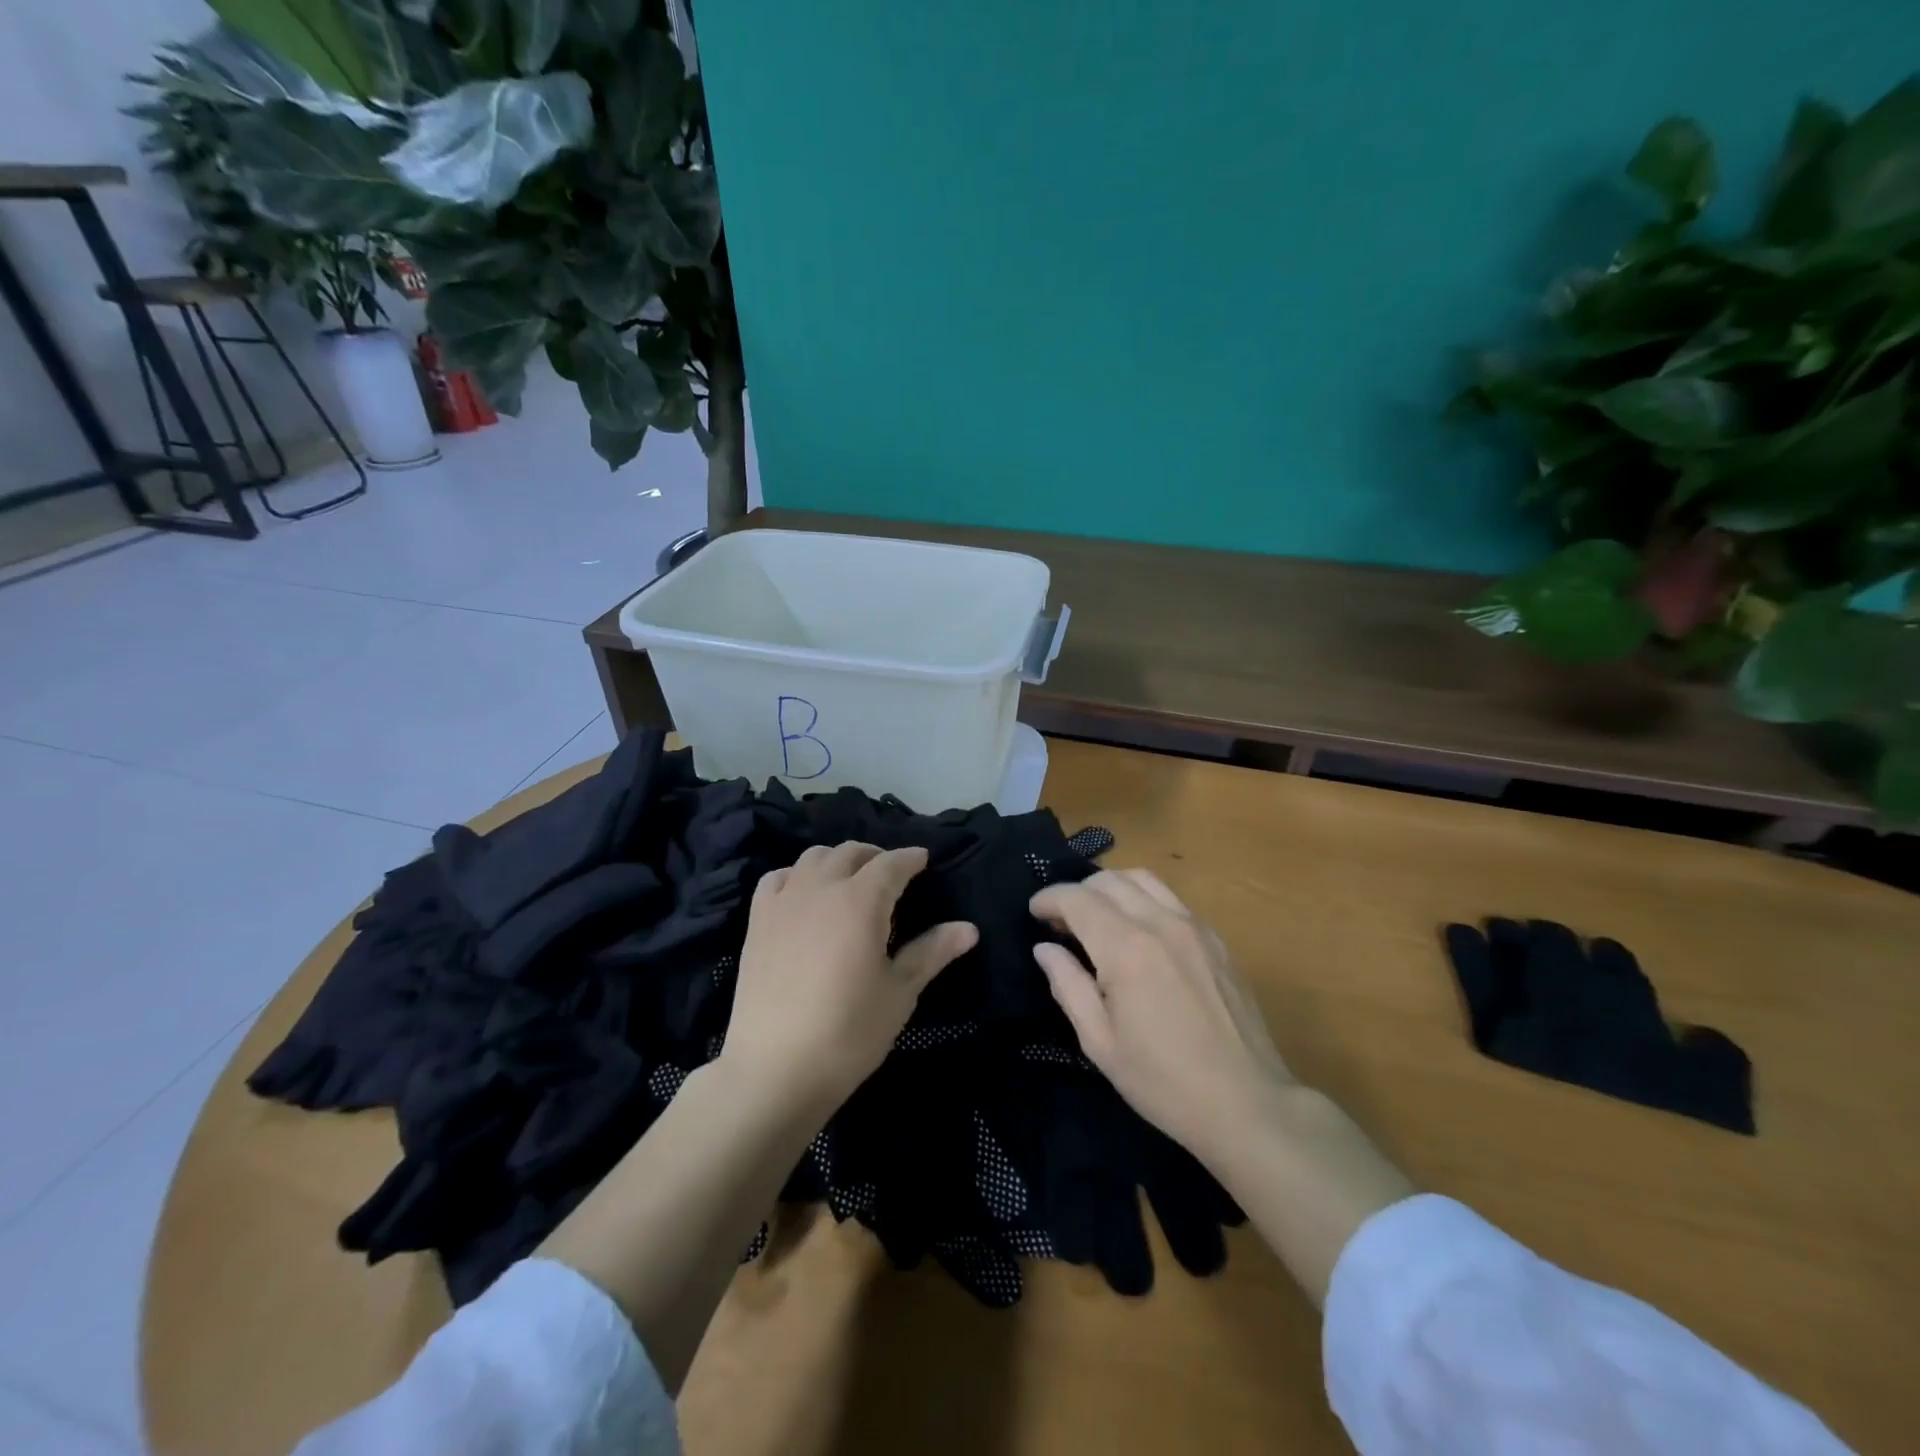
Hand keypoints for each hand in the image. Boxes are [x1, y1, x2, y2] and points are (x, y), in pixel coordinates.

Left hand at [722, 843, 976, 1112]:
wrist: (775, 1069)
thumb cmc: (849, 1032)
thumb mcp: (899, 992)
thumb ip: (932, 952)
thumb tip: (969, 928)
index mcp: (861, 901)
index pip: (892, 864)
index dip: (910, 858)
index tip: (923, 860)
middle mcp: (821, 888)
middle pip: (851, 853)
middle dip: (876, 856)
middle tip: (891, 873)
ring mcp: (784, 902)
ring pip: (813, 858)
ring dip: (837, 860)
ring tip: (850, 879)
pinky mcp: (757, 921)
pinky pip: (776, 879)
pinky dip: (796, 876)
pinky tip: (803, 894)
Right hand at [1030, 869, 1292, 1161]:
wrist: (1247, 1104)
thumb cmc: (1163, 1081)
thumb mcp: (1099, 1042)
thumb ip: (1067, 986)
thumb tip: (1045, 949)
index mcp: (1126, 949)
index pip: (1077, 899)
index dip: (1049, 899)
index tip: (1034, 913)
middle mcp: (1160, 923)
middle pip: (1109, 880)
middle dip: (1077, 892)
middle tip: (1062, 922)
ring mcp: (1194, 927)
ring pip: (1143, 879)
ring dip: (1111, 888)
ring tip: (1098, 917)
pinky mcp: (1216, 939)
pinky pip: (1171, 899)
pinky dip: (1143, 900)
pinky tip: (1138, 932)